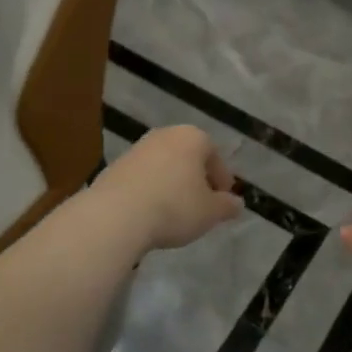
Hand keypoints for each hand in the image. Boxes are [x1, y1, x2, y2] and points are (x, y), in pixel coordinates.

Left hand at [97, 126, 243, 250]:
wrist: (115, 216)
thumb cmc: (174, 207)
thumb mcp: (210, 212)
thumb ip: (227, 206)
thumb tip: (237, 204)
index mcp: (193, 137)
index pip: (215, 156)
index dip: (222, 180)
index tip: (222, 201)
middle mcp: (164, 135)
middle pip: (188, 158)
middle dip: (196, 180)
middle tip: (201, 205)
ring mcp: (136, 149)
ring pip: (164, 167)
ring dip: (172, 185)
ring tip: (174, 213)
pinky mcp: (114, 167)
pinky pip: (142, 178)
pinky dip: (151, 191)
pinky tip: (150, 214)